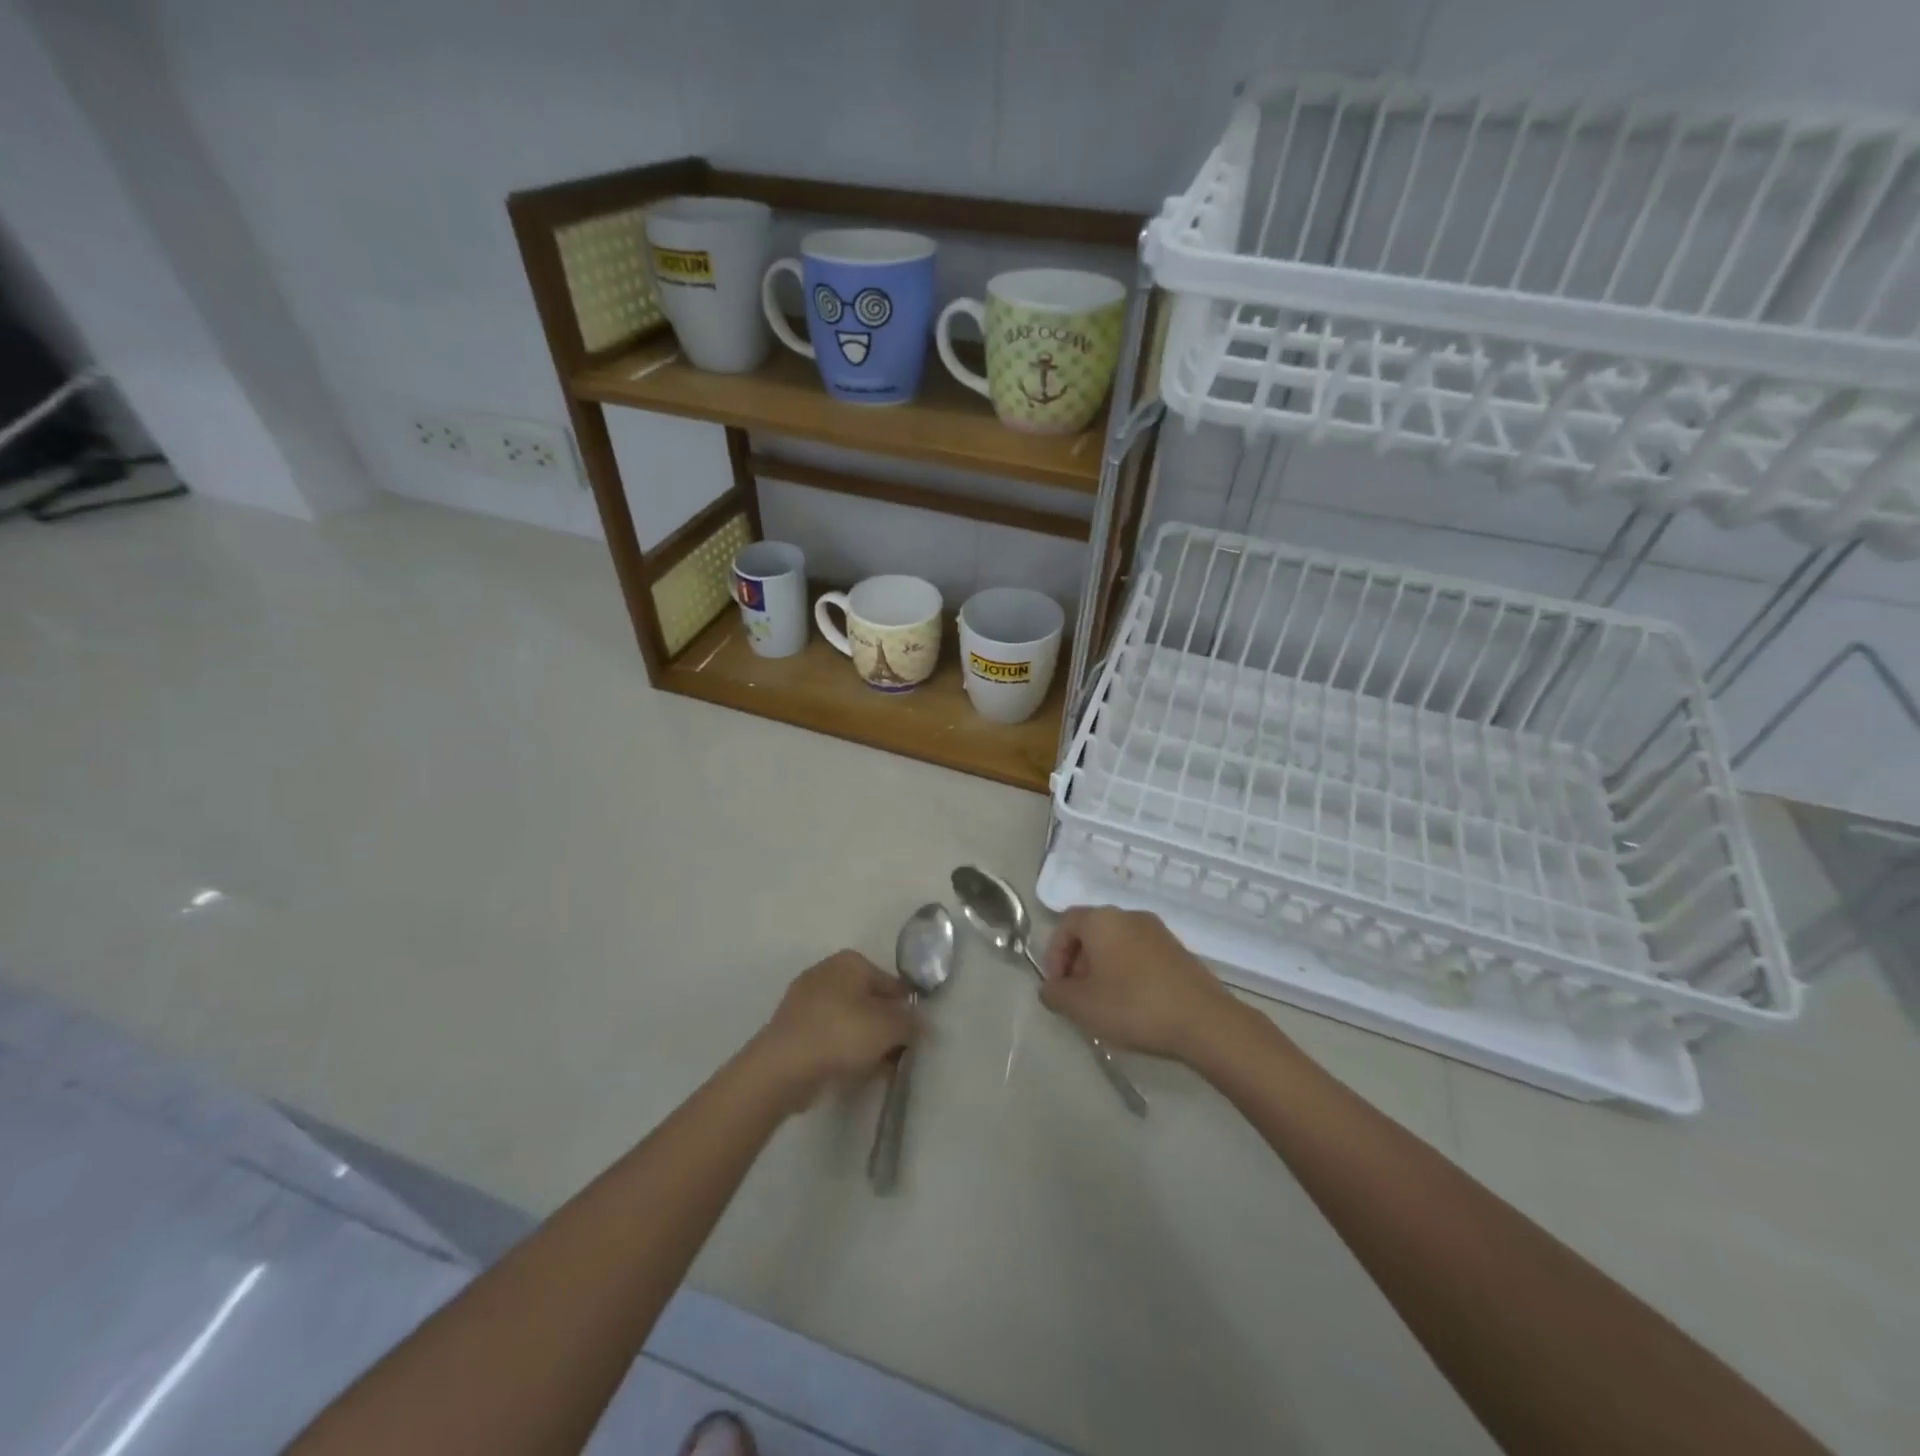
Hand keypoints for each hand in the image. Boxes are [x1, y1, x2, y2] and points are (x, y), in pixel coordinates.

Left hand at [751, 951, 918, 1109]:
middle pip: (868, 1002)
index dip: (906, 1009)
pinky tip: (853, 1073)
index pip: (891, 983)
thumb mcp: (889, 1027)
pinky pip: (828, 1038)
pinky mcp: (791, 1030)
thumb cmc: (841, 1034)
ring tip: (878, 1069)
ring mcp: (804, 1001)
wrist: (783, 1067)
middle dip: (885, 1027)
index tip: (915, 1036)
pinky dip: (842, 1052)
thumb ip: (911, 1023)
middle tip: (898, 1054)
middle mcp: (826, 973)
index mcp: (850, 961)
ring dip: (865, 1043)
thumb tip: (921, 1024)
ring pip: (848, 1021)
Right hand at [1040, 906, 1241, 1062]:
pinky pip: (1139, 954)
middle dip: (1077, 963)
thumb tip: (1050, 988)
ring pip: (1116, 943)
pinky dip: (1127, 972)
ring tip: (1104, 1005)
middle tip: (1077, 997)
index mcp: (1102, 920)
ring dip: (1102, 969)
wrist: (1205, 1021)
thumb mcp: (1082, 1006)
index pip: (1065, 924)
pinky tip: (1132, 1004)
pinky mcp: (1177, 951)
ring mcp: (1157, 931)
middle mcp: (1129, 916)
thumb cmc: (1134, 1006)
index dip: (1053, 954)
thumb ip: (1055, 994)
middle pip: (1091, 932)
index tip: (1057, 986)